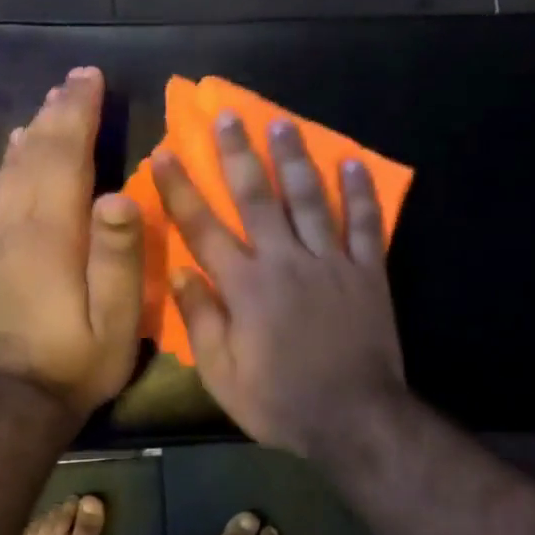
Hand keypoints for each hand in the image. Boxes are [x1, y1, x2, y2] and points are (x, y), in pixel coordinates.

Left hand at [0, 67, 143, 418]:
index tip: (92, 79)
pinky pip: (2, 189)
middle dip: (59, 111)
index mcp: (52, 234)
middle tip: (78, 78)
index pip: (64, 158)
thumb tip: (119, 194)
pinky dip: (13, 159)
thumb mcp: (115, 317)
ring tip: (54, 101)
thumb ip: (117, 256)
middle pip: (37, 153)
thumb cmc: (78, 357)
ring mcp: (0, 236)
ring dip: (36, 128)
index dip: (78, 115)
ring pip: (15, 166)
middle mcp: (20, 223)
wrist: (18, 396)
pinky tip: (19, 146)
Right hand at [151, 113, 406, 459]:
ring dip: (294, 159)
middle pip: (258, 198)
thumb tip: (181, 273)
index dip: (181, 189)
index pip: (204, 228)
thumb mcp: (223, 376)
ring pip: (310, 199)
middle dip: (239, 154)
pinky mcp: (368, 272)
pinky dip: (360, 193)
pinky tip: (353, 163)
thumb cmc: (281, 402)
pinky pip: (365, 224)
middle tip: (228, 116)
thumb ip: (201, 322)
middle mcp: (286, 262)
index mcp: (246, 287)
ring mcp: (331, 263)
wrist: (355, 419)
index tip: (165, 153)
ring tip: (282, 123)